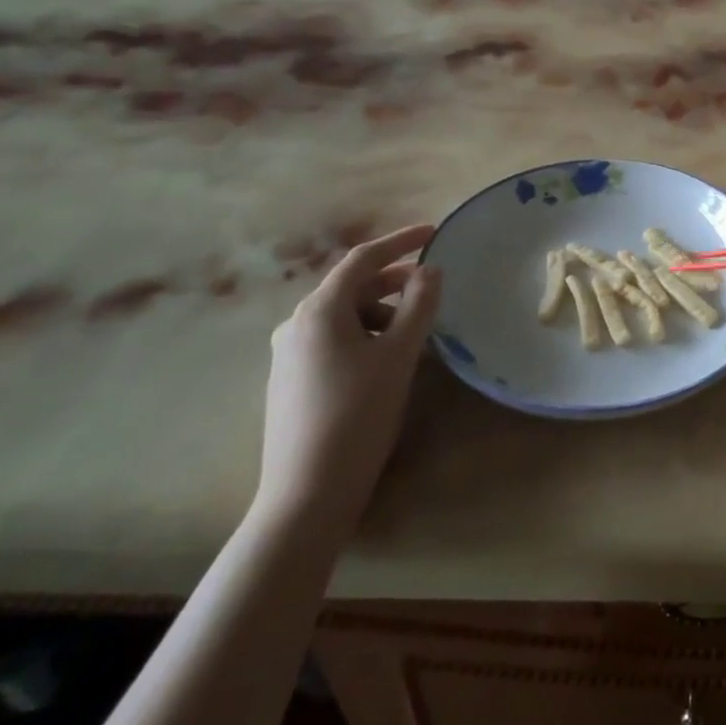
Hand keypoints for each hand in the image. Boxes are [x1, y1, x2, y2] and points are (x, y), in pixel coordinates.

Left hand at [256, 225, 442, 534]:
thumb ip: (419, 305)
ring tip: (417, 338)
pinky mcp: (292, 380)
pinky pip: (336, 341)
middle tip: (434, 292)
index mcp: (319, 310)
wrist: (308, 491)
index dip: (401, 241)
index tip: (434, 233)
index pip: (364, 259)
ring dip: (384, 315)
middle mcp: (297, 324)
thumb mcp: (399, 355)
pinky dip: (368, 337)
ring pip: (346, 317)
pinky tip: (389, 362)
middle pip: (353, 288)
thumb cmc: (358, 413)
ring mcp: (290, 354)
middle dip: (396, 284)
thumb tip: (430, 271)